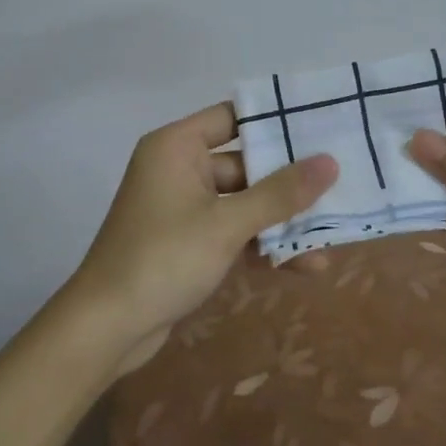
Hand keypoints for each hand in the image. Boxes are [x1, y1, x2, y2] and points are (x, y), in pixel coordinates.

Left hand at [72, 102, 337, 373]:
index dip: (275, 120)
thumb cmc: (163, 259)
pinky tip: (306, 265)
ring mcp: (183, 208)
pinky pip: (233, 232)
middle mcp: (180, 168)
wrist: (105, 330)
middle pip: (245, 163)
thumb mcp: (227, 225)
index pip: (233, 116)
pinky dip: (262, 246)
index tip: (321, 125)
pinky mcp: (188, 243)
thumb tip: (330, 161)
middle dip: (289, 181)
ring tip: (331, 236)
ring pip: (243, 203)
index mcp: (178, 147)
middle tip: (340, 183)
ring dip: (281, 221)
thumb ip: (280, 194)